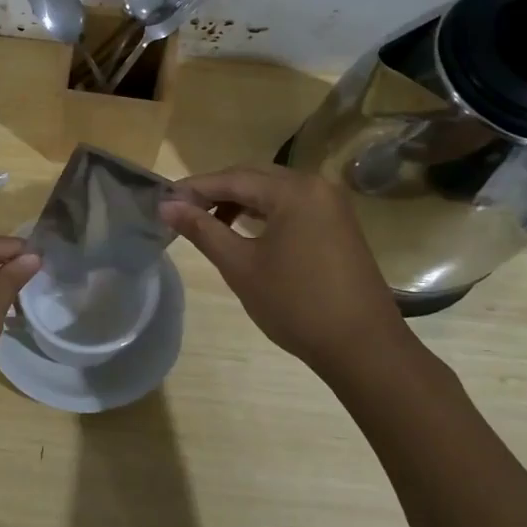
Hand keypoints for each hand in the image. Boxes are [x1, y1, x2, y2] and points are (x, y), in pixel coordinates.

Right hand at [160, 166, 416, 381]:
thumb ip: (202, 230)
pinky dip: (263, 213)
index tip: (163, 200)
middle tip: (180, 210)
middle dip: (215, 191)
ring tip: (207, 222)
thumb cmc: (296, 305)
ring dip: (238, 202)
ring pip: (273, 191)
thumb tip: (166, 206)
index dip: (194, 188)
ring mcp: (331, 204)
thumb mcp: (241, 266)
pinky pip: (291, 206)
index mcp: (294, 190)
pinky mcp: (338, 224)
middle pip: (253, 178)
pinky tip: (243, 231)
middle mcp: (316, 185)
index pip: (232, 178)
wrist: (363, 348)